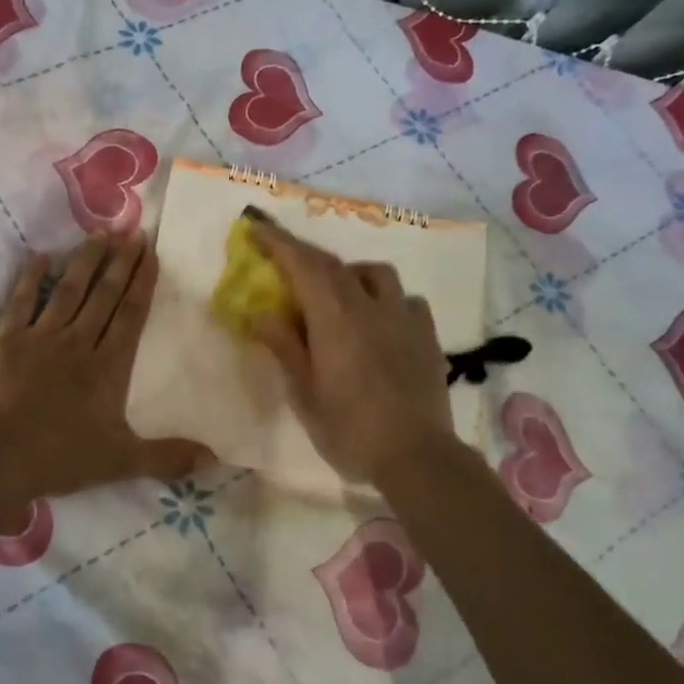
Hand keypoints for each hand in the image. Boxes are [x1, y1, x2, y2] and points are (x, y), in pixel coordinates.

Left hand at [0, 234, 206, 501]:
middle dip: (120, 263)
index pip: (130, 315)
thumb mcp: (122, 461)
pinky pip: (21, 302)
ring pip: (68, 291)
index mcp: (108, 367)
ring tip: (98, 234)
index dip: (142, 283)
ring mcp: (41, 338)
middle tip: (132, 233)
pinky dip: (30, 278)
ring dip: (85, 261)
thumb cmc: (62, 457)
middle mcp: (78, 342)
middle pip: (104, 296)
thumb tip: (215, 460)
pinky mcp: (8, 341)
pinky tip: (41, 256)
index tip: (150, 253)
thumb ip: (168, 458)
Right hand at [246, 212, 459, 484]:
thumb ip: (285, 347)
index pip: (303, 265)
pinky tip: (379, 319)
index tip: (256, 226)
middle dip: (304, 254)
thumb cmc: (349, 429)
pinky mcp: (427, 336)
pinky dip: (384, 298)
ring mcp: (404, 318)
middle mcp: (371, 307)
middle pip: (335, 265)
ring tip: (337, 293)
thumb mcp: (305, 393)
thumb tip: (261, 313)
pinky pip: (405, 300)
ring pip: (376, 274)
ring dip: (349, 273)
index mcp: (335, 319)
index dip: (278, 242)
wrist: (416, 457)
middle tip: (283, 258)